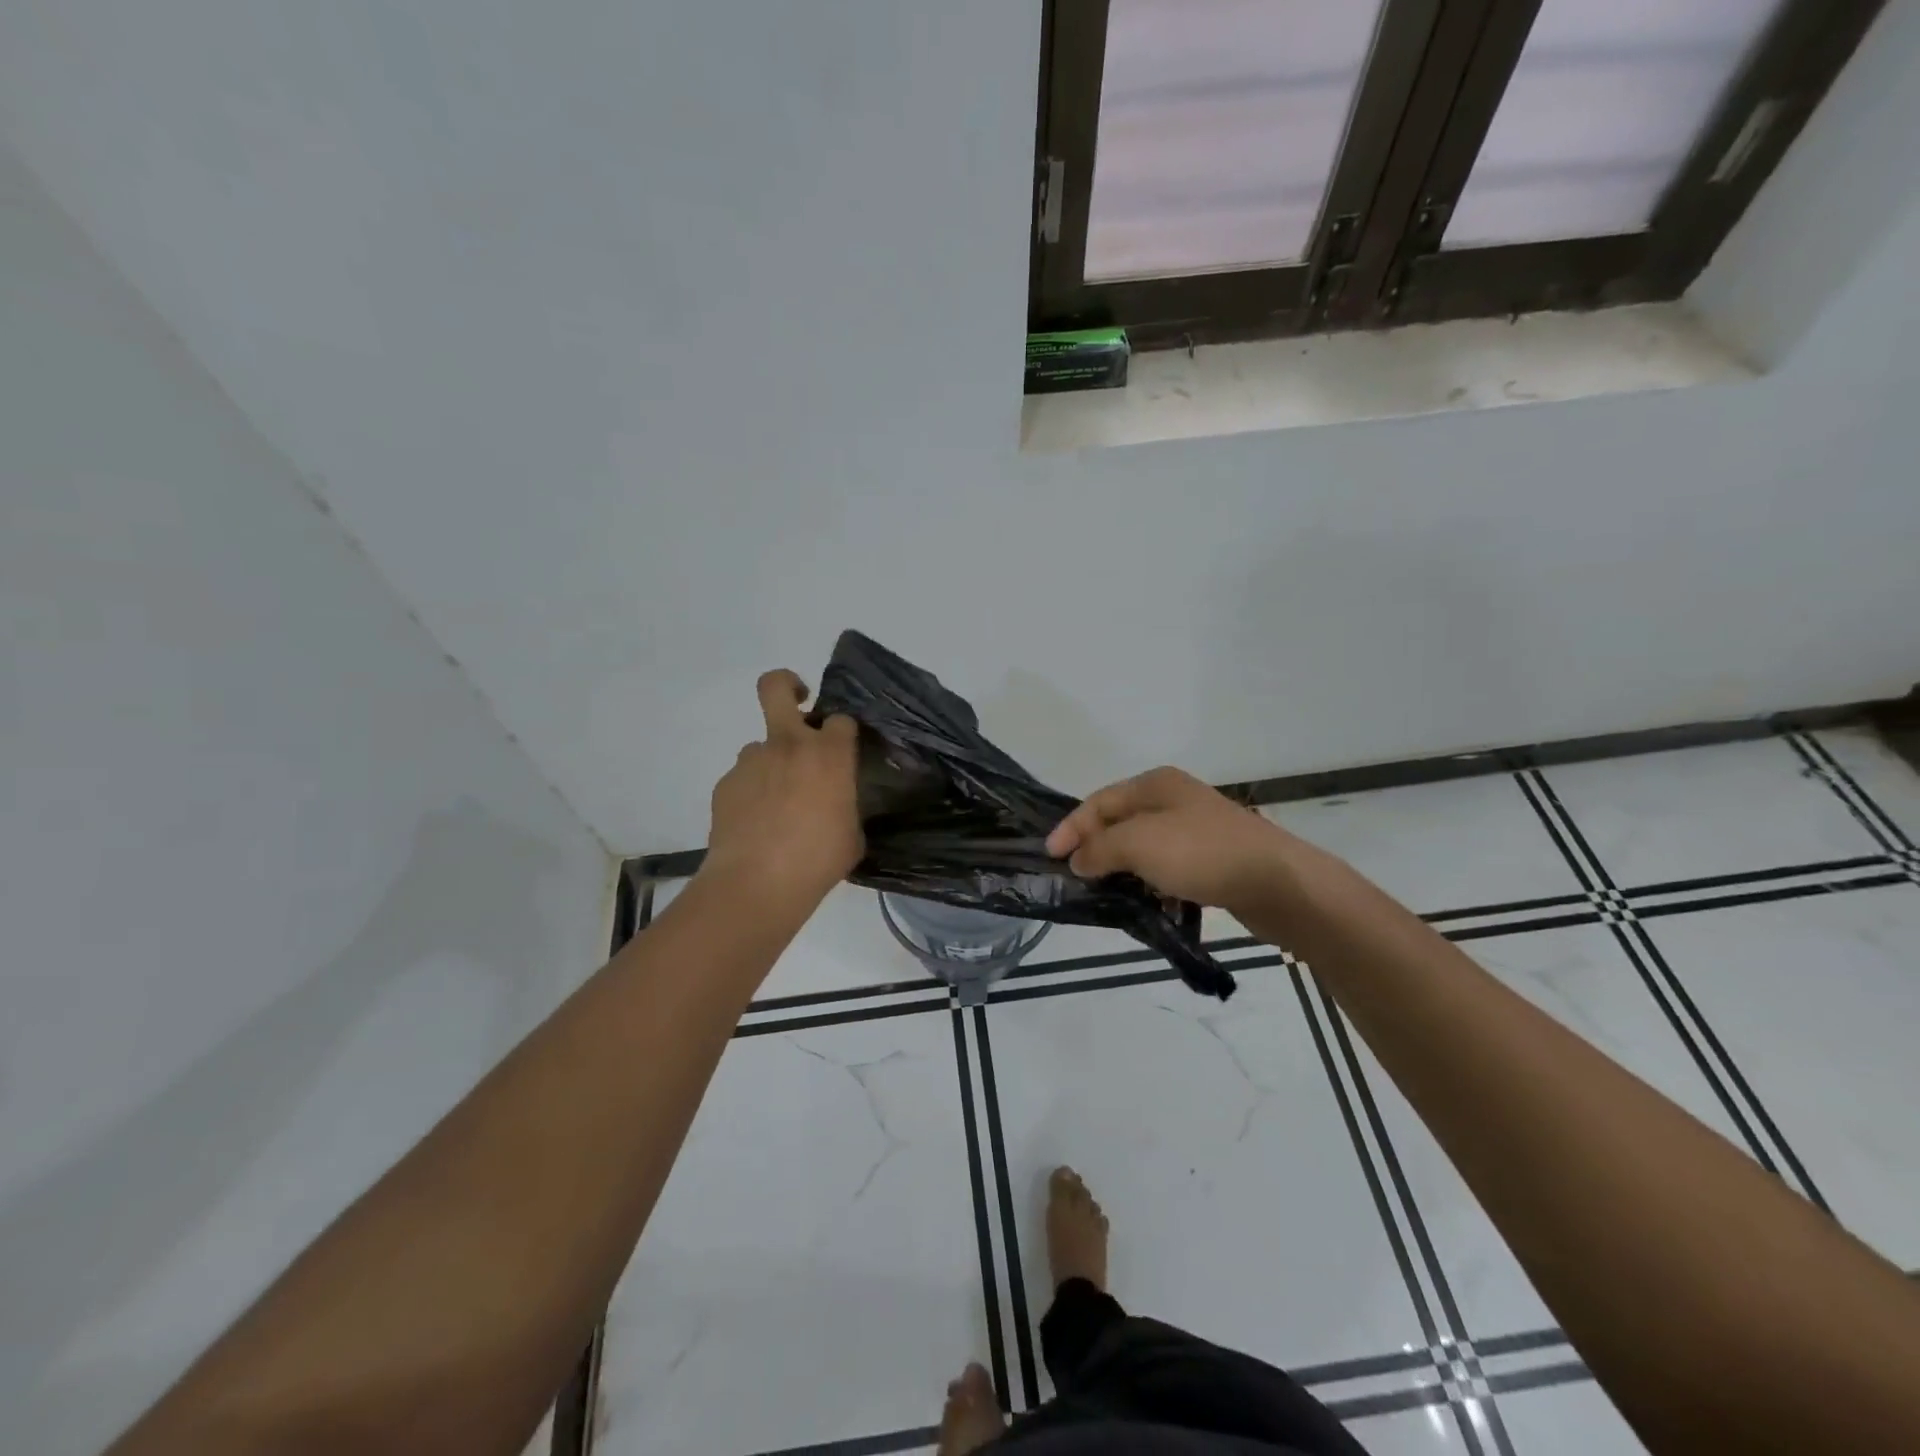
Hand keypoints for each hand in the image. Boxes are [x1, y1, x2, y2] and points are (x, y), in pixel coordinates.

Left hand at [702, 670, 863, 902]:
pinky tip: (756, 825)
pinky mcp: (725, 783)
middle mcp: (788, 745)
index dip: (843, 732)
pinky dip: (751, 793)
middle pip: (777, 687)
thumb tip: (836, 803)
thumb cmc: (818, 860)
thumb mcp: (852, 834)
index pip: (841, 719)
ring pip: (760, 746)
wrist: (757, 883)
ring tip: (776, 805)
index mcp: (829, 754)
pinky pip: (744, 779)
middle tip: (798, 703)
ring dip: (771, 763)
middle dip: (788, 684)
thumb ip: (845, 804)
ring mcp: (751, 761)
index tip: (844, 749)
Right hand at [1045, 766, 1292, 912]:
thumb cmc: (1201, 852)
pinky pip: (1166, 867)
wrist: (1277, 882)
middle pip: (1120, 821)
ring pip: (1143, 846)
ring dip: (1121, 867)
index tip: (1050, 857)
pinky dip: (1149, 880)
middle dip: (1094, 847)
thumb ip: (1100, 849)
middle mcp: (1174, 800)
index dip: (1071, 827)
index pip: (1099, 801)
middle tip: (1074, 876)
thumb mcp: (1138, 844)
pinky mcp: (1211, 859)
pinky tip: (1145, 900)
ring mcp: (1195, 829)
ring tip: (1103, 892)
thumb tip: (1078, 860)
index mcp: (1155, 784)